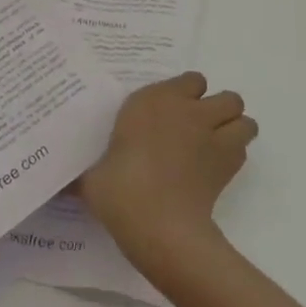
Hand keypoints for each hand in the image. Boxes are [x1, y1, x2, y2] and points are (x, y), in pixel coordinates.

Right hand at [81, 72, 257, 278]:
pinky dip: (235, 155)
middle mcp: (189, 111)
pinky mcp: (228, 165)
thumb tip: (61, 185)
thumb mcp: (92, 177)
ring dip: (234, 129)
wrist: (159, 225)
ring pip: (244, 119)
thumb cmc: (120, 190)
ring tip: (215, 146)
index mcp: (154, 101)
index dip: (187, 95)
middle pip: (226, 97)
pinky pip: (242, 149)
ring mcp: (213, 136)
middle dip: (218, 110)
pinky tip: (214, 170)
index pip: (191, 80)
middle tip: (198, 131)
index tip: (171, 114)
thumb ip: (86, 173)